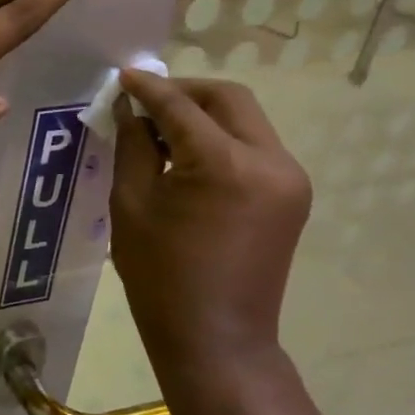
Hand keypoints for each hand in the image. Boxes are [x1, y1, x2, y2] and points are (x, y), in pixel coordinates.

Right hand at [109, 72, 311, 371]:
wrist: (216, 338)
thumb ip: (133, 146)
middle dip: (184, 92)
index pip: (182, 106)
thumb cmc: (160, 276)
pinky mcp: (291, 196)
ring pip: (245, 119)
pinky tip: (187, 156)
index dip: (149, 88)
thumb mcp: (132, 204)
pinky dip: (219, 139)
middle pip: (228, 99)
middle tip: (144, 100)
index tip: (123, 77)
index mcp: (225, 165)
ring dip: (203, 114)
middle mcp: (270, 162)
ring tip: (160, 130)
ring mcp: (289, 179)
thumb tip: (130, 109)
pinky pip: (253, 147)